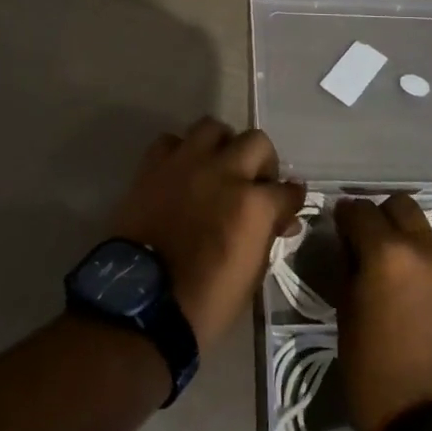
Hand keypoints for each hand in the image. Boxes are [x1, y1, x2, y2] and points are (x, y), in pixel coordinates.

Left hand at [106, 117, 307, 350]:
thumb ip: (266, 237)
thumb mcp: (250, 276)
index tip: (287, 207)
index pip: (288, 189)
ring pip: (213, 127)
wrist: (140, 303)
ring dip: (222, 145)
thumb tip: (280, 220)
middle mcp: (224, 172)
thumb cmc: (204, 302)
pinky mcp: (153, 165)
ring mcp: (187, 163)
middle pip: (257, 142)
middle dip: (263, 162)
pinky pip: (171, 141)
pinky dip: (180, 152)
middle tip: (254, 183)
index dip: (291, 199)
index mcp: (253, 204)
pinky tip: (180, 172)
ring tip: (217, 167)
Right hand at [333, 194, 431, 430]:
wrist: (429, 428)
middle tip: (369, 241)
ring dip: (410, 239)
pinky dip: (431, 264)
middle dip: (381, 216)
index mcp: (386, 252)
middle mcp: (425, 249)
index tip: (339, 226)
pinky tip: (422, 292)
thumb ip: (350, 265)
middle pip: (400, 206)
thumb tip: (351, 243)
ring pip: (428, 230)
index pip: (359, 209)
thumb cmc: (371, 371)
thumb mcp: (345, 311)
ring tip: (399, 269)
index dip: (345, 215)